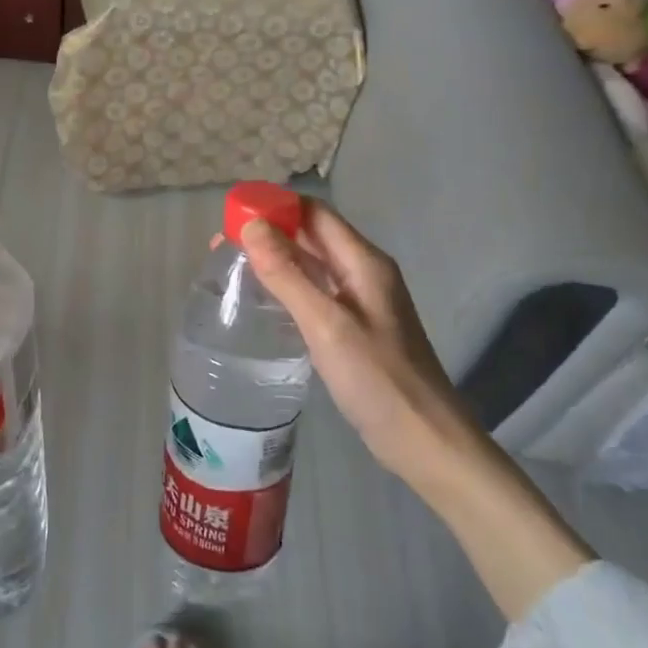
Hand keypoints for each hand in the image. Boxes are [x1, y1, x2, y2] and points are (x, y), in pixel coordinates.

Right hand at [243, 201, 594, 620]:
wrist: (426, 441)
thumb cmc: (378, 379)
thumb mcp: (326, 324)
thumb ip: (287, 274)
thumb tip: (251, 225)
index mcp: (363, 261)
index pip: (314, 213)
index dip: (274, 207)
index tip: (231, 215)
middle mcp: (363, 271)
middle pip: (312, 235)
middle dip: (268, 232)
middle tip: (221, 244)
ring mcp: (361, 299)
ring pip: (312, 263)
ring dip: (275, 258)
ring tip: (233, 266)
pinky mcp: (355, 325)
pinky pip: (316, 290)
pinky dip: (288, 285)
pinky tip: (263, 299)